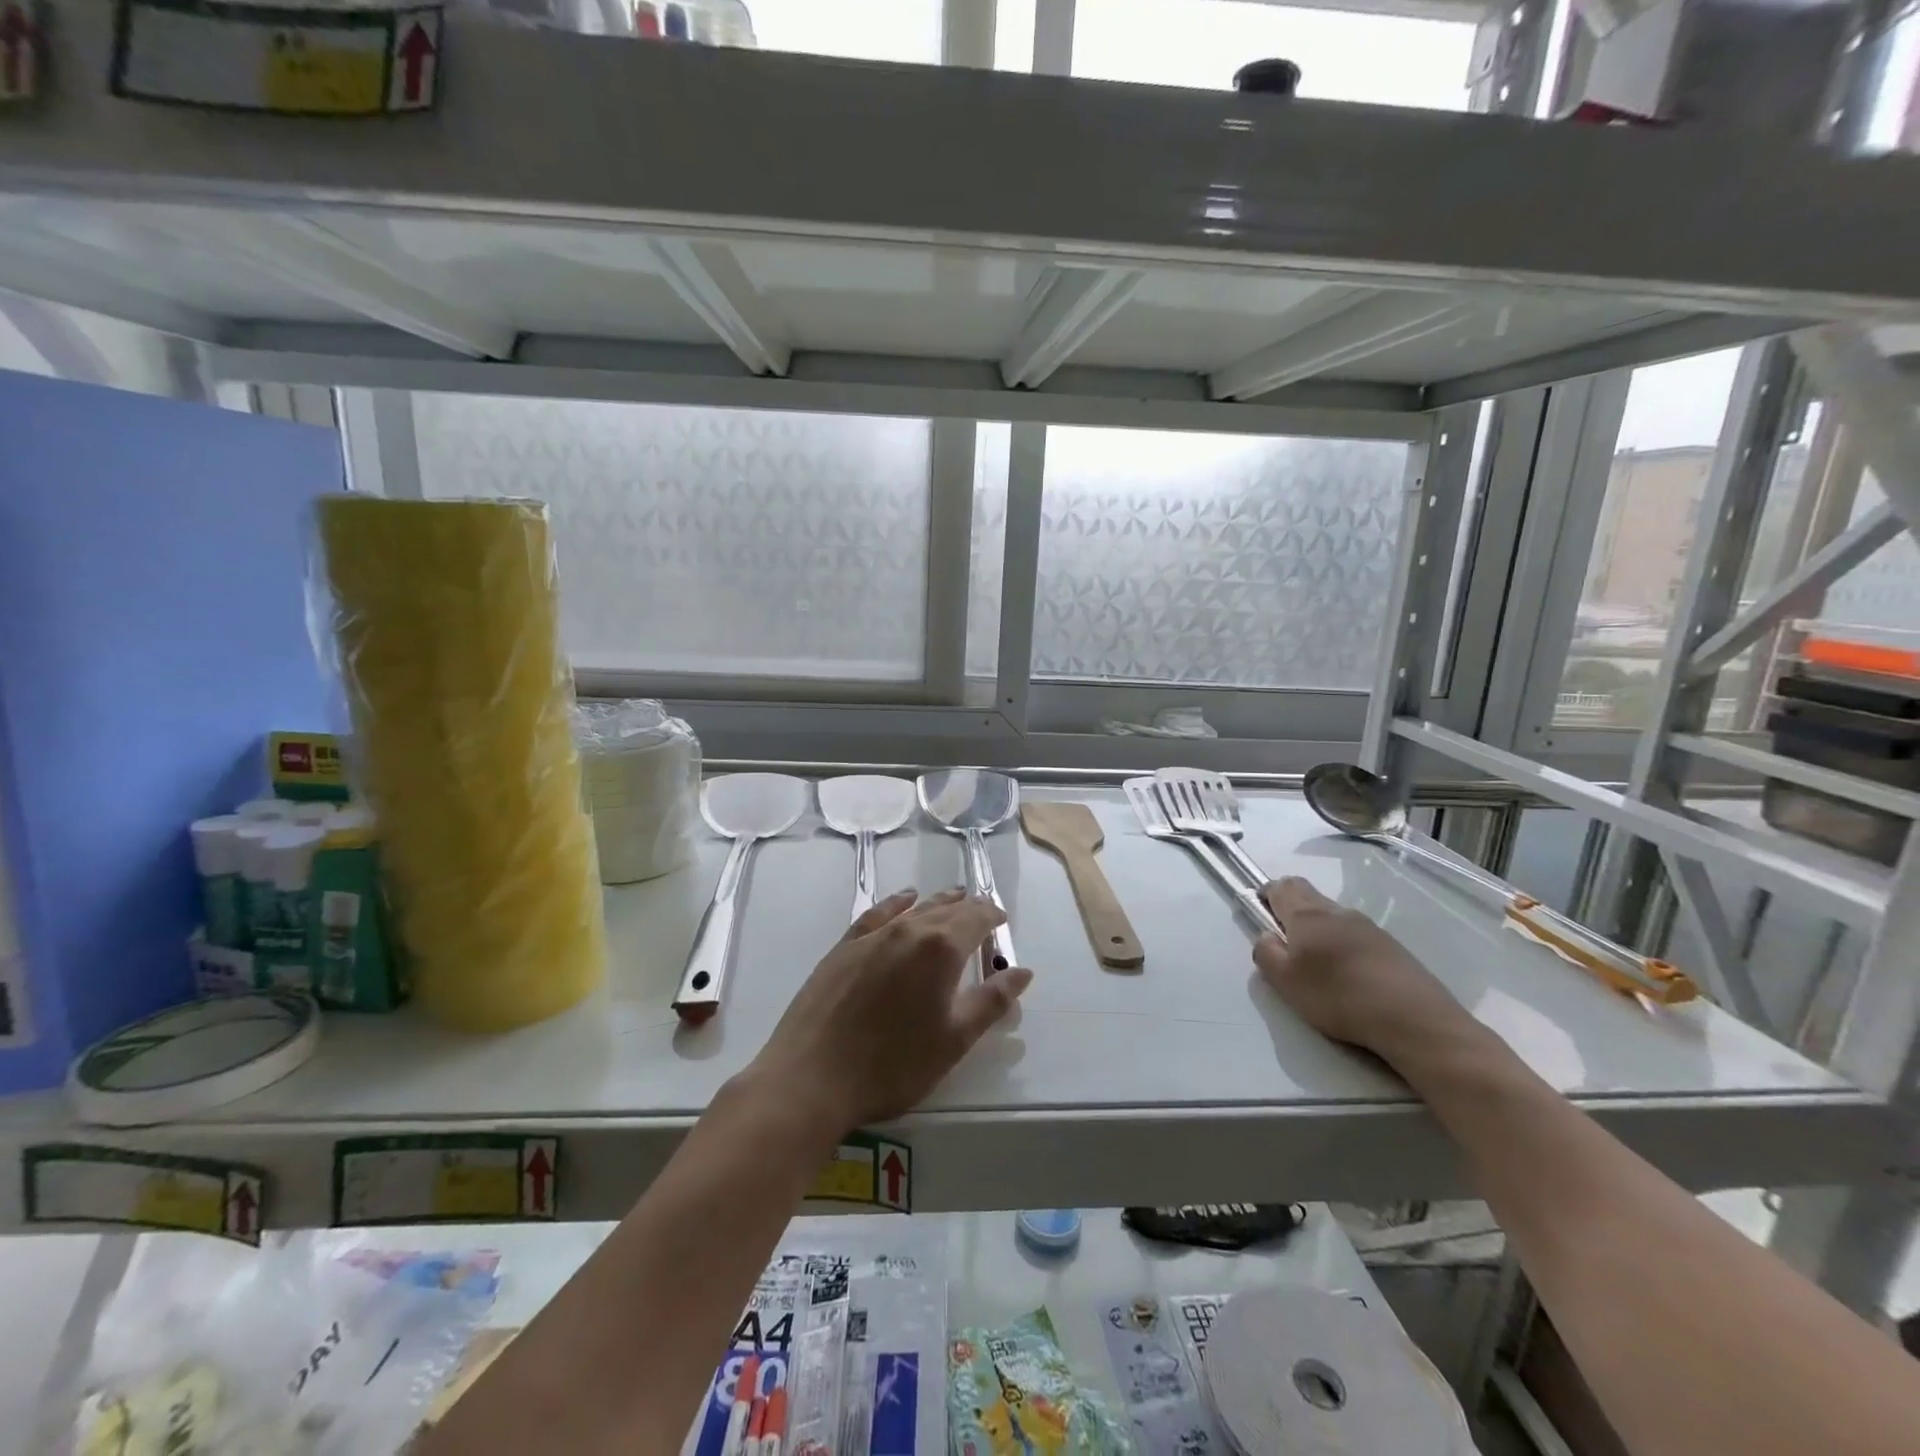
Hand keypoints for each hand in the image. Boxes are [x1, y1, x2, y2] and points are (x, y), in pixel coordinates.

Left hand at [746, 889, 1032, 1133]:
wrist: (812, 1077)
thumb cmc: (892, 1065)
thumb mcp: (954, 1040)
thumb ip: (991, 1001)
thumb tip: (1023, 971)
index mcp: (941, 949)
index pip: (976, 918)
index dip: (992, 916)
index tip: (1002, 921)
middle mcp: (909, 929)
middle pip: (947, 909)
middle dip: (969, 908)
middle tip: (983, 912)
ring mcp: (873, 935)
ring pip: (915, 907)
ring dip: (939, 902)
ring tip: (954, 897)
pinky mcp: (845, 946)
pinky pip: (879, 913)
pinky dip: (897, 902)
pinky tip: (905, 899)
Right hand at [1253, 876, 1475, 1065]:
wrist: (1414, 1018)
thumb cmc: (1339, 997)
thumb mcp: (1286, 983)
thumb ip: (1266, 954)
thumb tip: (1267, 936)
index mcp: (1307, 916)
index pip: (1280, 887)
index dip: (1266, 893)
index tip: (1261, 910)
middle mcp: (1337, 911)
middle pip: (1306, 893)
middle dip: (1290, 905)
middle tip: (1284, 937)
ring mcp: (1368, 926)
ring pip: (1331, 913)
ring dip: (1317, 926)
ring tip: (1316, 960)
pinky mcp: (1390, 945)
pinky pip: (1355, 932)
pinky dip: (1342, 941)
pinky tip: (1347, 971)